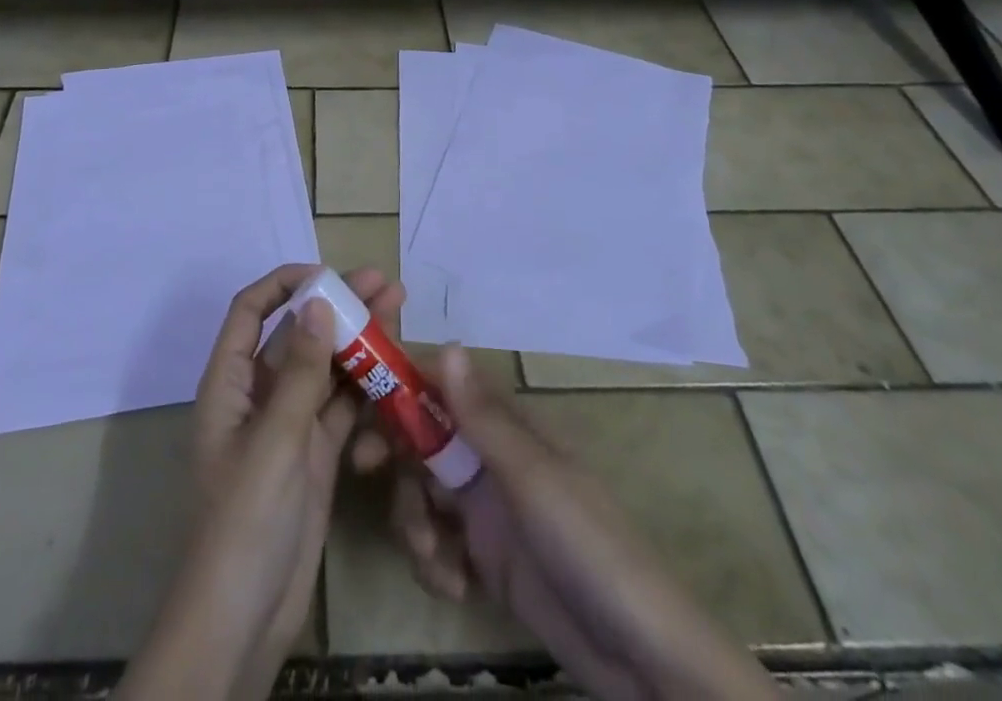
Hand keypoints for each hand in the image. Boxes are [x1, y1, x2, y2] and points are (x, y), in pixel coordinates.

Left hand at [122, 264, 401, 700]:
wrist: (242, 622)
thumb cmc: (244, 520)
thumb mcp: (274, 440)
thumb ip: (299, 372)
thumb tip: (318, 304)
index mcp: (229, 383)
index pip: (251, 311)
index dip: (285, 284)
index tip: (329, 275)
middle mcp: (258, 396)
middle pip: (297, 335)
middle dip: (338, 307)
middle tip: (386, 284)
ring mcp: (288, 426)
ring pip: (325, 369)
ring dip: (359, 343)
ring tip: (400, 312)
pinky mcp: (314, 456)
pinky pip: (342, 409)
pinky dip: (366, 389)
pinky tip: (397, 370)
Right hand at [366, 347, 775, 700]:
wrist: (640, 659)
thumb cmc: (589, 546)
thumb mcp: (532, 478)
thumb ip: (483, 417)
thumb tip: (447, 343)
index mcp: (507, 428)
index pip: (442, 388)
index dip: (400, 388)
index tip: (360, 402)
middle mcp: (491, 459)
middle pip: (421, 440)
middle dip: (394, 456)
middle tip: (363, 469)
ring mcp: (487, 511)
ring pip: (422, 493)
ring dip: (414, 521)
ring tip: (434, 558)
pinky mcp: (485, 560)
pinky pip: (438, 544)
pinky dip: (435, 562)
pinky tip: (455, 587)